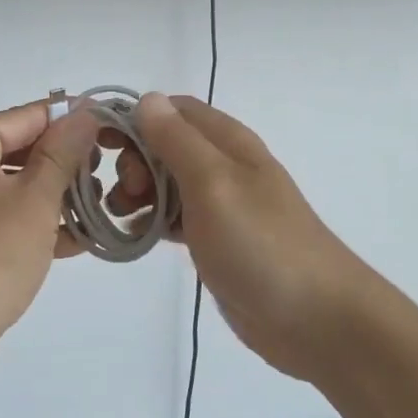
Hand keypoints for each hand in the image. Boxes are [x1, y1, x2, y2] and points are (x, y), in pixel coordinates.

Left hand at [0, 100, 100, 378]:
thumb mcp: (33, 202)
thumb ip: (62, 154)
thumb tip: (85, 113)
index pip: (25, 117)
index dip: (72, 123)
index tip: (113, 131)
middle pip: (16, 151)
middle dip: (64, 169)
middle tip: (107, 182)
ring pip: (7, 188)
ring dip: (51, 200)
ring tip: (96, 214)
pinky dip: (27, 225)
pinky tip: (71, 242)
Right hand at [132, 94, 381, 383]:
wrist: (315, 318)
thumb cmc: (261, 244)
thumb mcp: (214, 184)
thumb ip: (178, 141)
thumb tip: (146, 99)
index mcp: (227, 142)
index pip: (172, 110)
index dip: (135, 118)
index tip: (102, 144)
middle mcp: (223, 166)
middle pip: (165, 145)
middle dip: (135, 160)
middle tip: (126, 191)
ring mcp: (221, 205)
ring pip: (167, 182)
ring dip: (138, 191)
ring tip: (122, 216)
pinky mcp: (216, 240)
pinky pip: (174, 218)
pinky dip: (151, 220)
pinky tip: (135, 236)